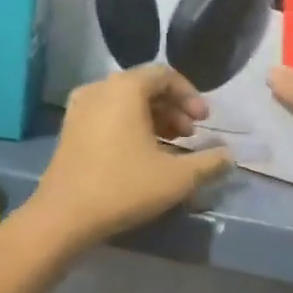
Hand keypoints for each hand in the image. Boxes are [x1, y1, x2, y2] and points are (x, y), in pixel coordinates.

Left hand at [30, 66, 233, 248]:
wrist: (63, 217)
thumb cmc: (123, 187)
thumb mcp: (177, 177)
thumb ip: (209, 162)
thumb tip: (229, 156)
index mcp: (125, 88)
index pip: (165, 75)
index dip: (190, 95)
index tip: (205, 121)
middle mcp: (100, 89)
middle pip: (144, 86)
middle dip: (173, 107)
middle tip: (190, 135)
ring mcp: (79, 108)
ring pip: (125, 101)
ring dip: (153, 117)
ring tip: (171, 144)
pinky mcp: (69, 129)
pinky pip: (107, 114)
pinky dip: (130, 125)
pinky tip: (142, 153)